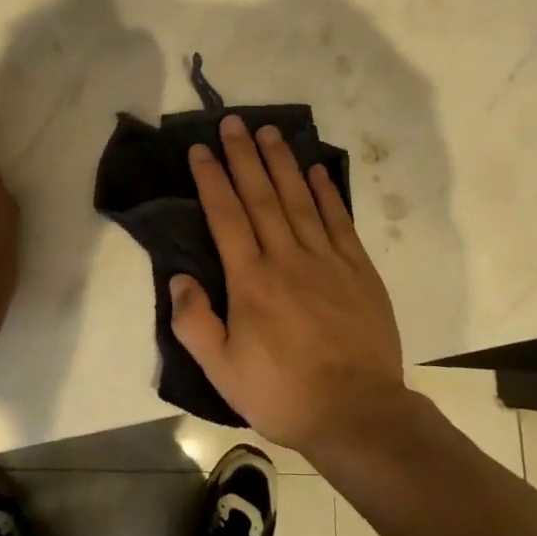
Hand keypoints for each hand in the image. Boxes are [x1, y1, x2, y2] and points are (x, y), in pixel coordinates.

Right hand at [170, 113, 409, 456]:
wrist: (358, 413)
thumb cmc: (284, 393)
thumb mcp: (223, 372)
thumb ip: (195, 323)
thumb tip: (178, 278)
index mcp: (251, 280)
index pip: (226, 216)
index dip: (212, 179)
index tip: (201, 149)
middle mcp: (287, 258)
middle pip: (261, 196)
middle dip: (244, 156)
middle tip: (233, 122)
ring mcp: (326, 260)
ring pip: (300, 199)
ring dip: (282, 163)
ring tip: (269, 132)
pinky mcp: (358, 269)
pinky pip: (339, 221)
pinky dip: (327, 193)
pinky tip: (316, 171)